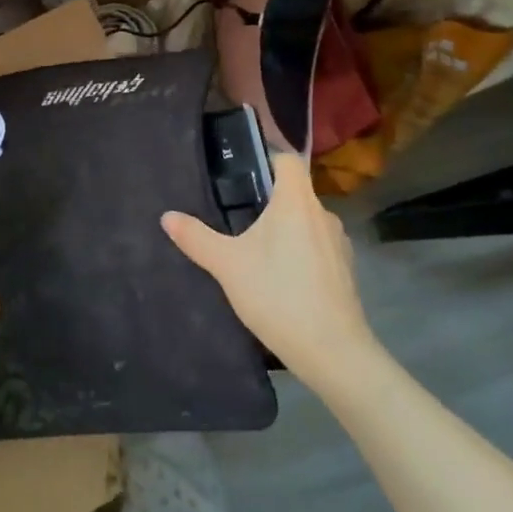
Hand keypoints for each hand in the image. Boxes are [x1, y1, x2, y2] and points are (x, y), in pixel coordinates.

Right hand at [162, 152, 375, 389]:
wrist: (333, 352)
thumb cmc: (278, 295)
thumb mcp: (228, 265)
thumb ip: (197, 238)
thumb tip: (167, 216)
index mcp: (297, 202)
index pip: (289, 160)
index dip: (268, 159)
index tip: (243, 174)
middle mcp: (323, 214)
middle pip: (296, 192)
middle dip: (269, 200)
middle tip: (237, 215)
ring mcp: (339, 244)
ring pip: (308, 221)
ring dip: (286, 228)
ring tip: (257, 249)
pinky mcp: (346, 271)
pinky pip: (319, 247)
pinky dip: (301, 253)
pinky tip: (281, 278)